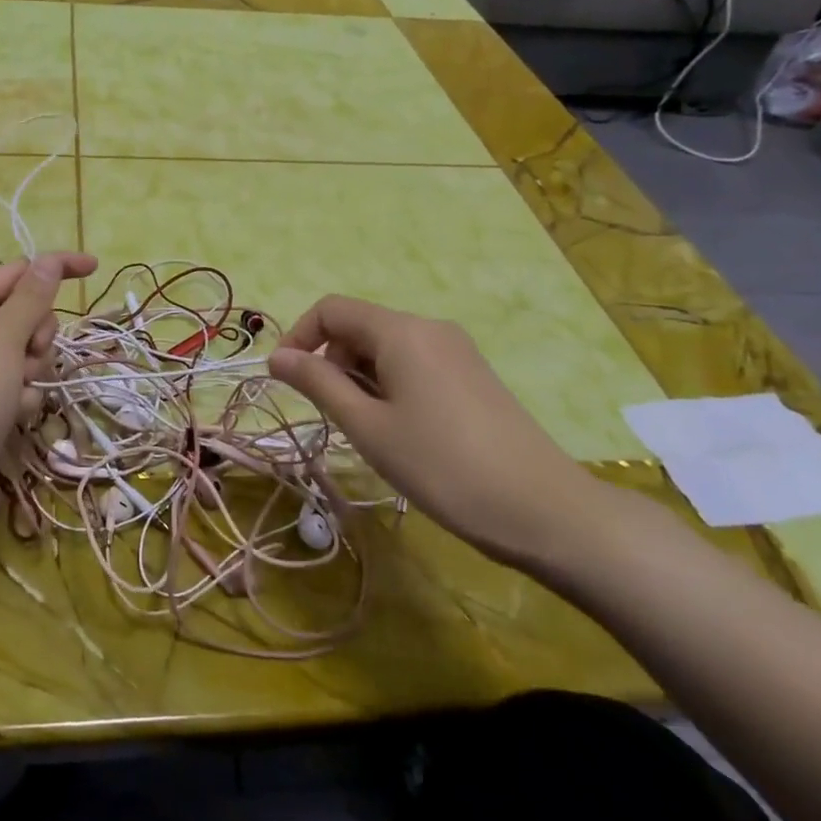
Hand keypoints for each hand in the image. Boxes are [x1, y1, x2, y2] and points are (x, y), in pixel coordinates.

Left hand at [0, 252, 96, 544]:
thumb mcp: (2, 339)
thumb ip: (31, 297)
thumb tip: (48, 259)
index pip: (13, 274)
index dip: (52, 268)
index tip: (95, 268)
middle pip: (22, 314)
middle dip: (36, 335)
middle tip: (29, 356)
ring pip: (26, 351)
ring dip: (32, 371)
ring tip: (17, 395)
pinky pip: (19, 384)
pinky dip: (24, 397)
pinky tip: (14, 418)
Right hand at [267, 295, 607, 569]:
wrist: (544, 510)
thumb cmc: (442, 466)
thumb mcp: (368, 426)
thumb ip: (318, 383)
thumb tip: (276, 356)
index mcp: (402, 331)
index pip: (332, 309)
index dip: (299, 337)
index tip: (286, 380)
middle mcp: (430, 328)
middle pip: (360, 327)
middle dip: (332, 363)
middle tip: (334, 417)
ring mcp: (457, 350)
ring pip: (387, 348)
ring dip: (360, 378)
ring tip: (370, 431)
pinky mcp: (473, 375)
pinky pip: (415, 364)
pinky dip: (390, 385)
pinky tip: (402, 431)